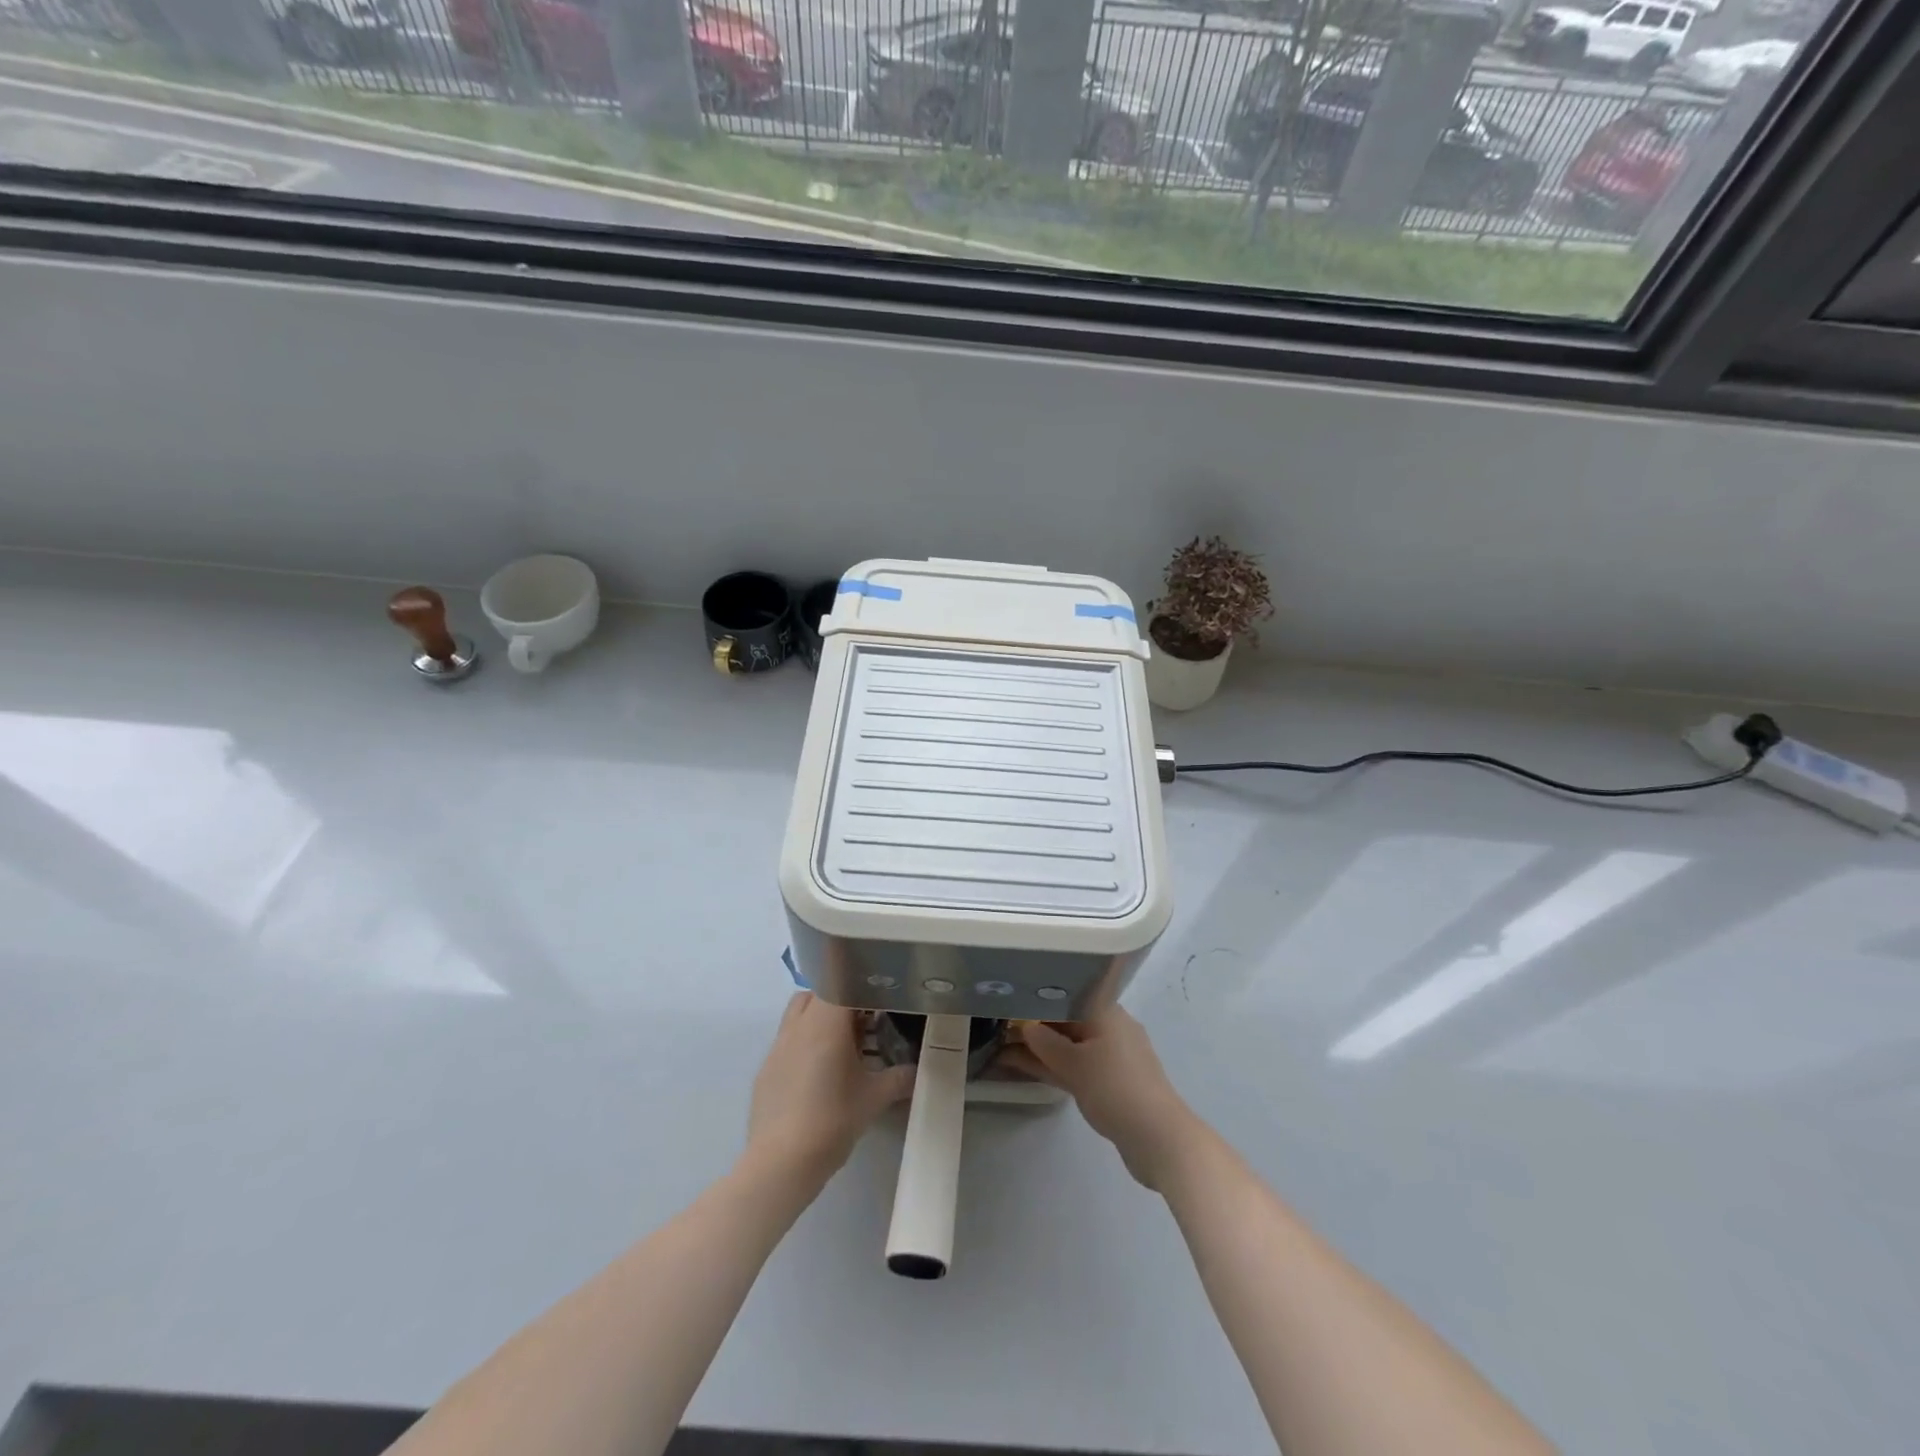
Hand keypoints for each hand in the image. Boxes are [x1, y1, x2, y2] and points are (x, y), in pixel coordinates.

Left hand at [745, 993, 914, 1189]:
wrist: (780, 1163)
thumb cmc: (831, 1121)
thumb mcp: (874, 1099)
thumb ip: (900, 1078)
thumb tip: (918, 1070)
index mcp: (824, 1023)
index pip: (841, 981)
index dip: (861, 987)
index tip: (878, 1001)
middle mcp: (798, 1025)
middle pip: (818, 993)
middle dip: (841, 1001)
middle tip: (864, 1024)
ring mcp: (777, 1046)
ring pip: (799, 1014)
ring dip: (820, 1020)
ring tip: (842, 1047)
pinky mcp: (766, 1069)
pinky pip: (787, 1041)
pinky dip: (804, 1044)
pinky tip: (818, 1075)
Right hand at [1000, 1002, 1198, 1191]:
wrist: (1158, 1138)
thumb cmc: (1115, 1088)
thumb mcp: (1074, 1064)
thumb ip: (1045, 1042)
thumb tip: (1025, 1026)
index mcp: (1105, 1011)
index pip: (1065, 993)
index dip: (1036, 996)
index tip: (1008, 999)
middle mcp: (1109, 1027)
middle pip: (1065, 1019)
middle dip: (1033, 1024)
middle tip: (997, 1025)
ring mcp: (1111, 1056)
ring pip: (1068, 1045)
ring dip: (1039, 1048)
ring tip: (1001, 1047)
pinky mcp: (1110, 1081)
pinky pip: (1074, 1065)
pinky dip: (1053, 1065)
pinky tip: (1025, 1067)